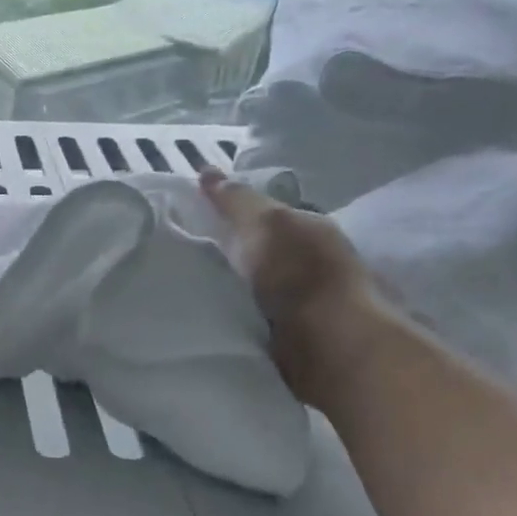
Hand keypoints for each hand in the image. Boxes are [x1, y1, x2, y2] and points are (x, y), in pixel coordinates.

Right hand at [199, 167, 395, 406]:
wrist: (332, 345)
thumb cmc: (300, 273)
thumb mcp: (263, 223)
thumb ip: (236, 201)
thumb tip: (207, 170)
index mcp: (310, 230)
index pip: (267, 216)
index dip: (233, 215)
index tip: (196, 221)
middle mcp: (313, 263)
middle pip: (262, 253)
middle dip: (230, 254)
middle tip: (183, 257)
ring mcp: (308, 305)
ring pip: (258, 289)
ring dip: (233, 290)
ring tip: (189, 292)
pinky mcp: (296, 341)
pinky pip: (255, 321)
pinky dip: (237, 318)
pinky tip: (211, 320)